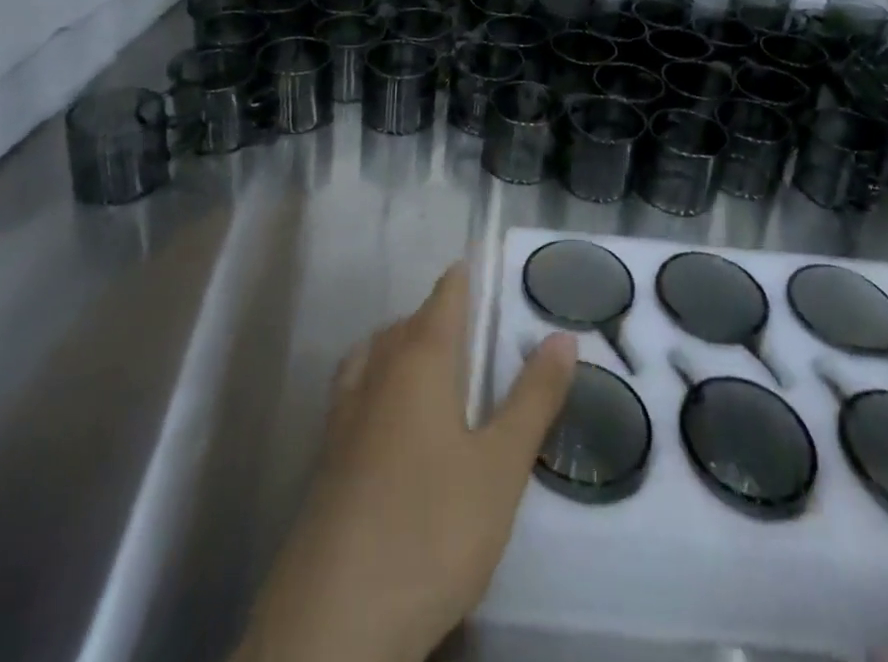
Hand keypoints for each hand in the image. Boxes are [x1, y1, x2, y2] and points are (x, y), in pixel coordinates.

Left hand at [238, 262, 576, 661]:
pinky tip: (391, 420)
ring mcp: (343, 415)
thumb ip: (533, 398)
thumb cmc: (431, 529)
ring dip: (402, 345)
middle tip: (472, 323)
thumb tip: (562, 336)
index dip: (464, 277)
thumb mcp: (501, 467)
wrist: (332, 623)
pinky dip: (378, 381)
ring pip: (374, 355)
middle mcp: (377, 373)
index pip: (444, 298)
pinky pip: (355, 392)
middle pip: (407, 324)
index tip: (481, 263)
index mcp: (419, 361)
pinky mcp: (325, 458)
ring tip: (431, 362)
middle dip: (438, 315)